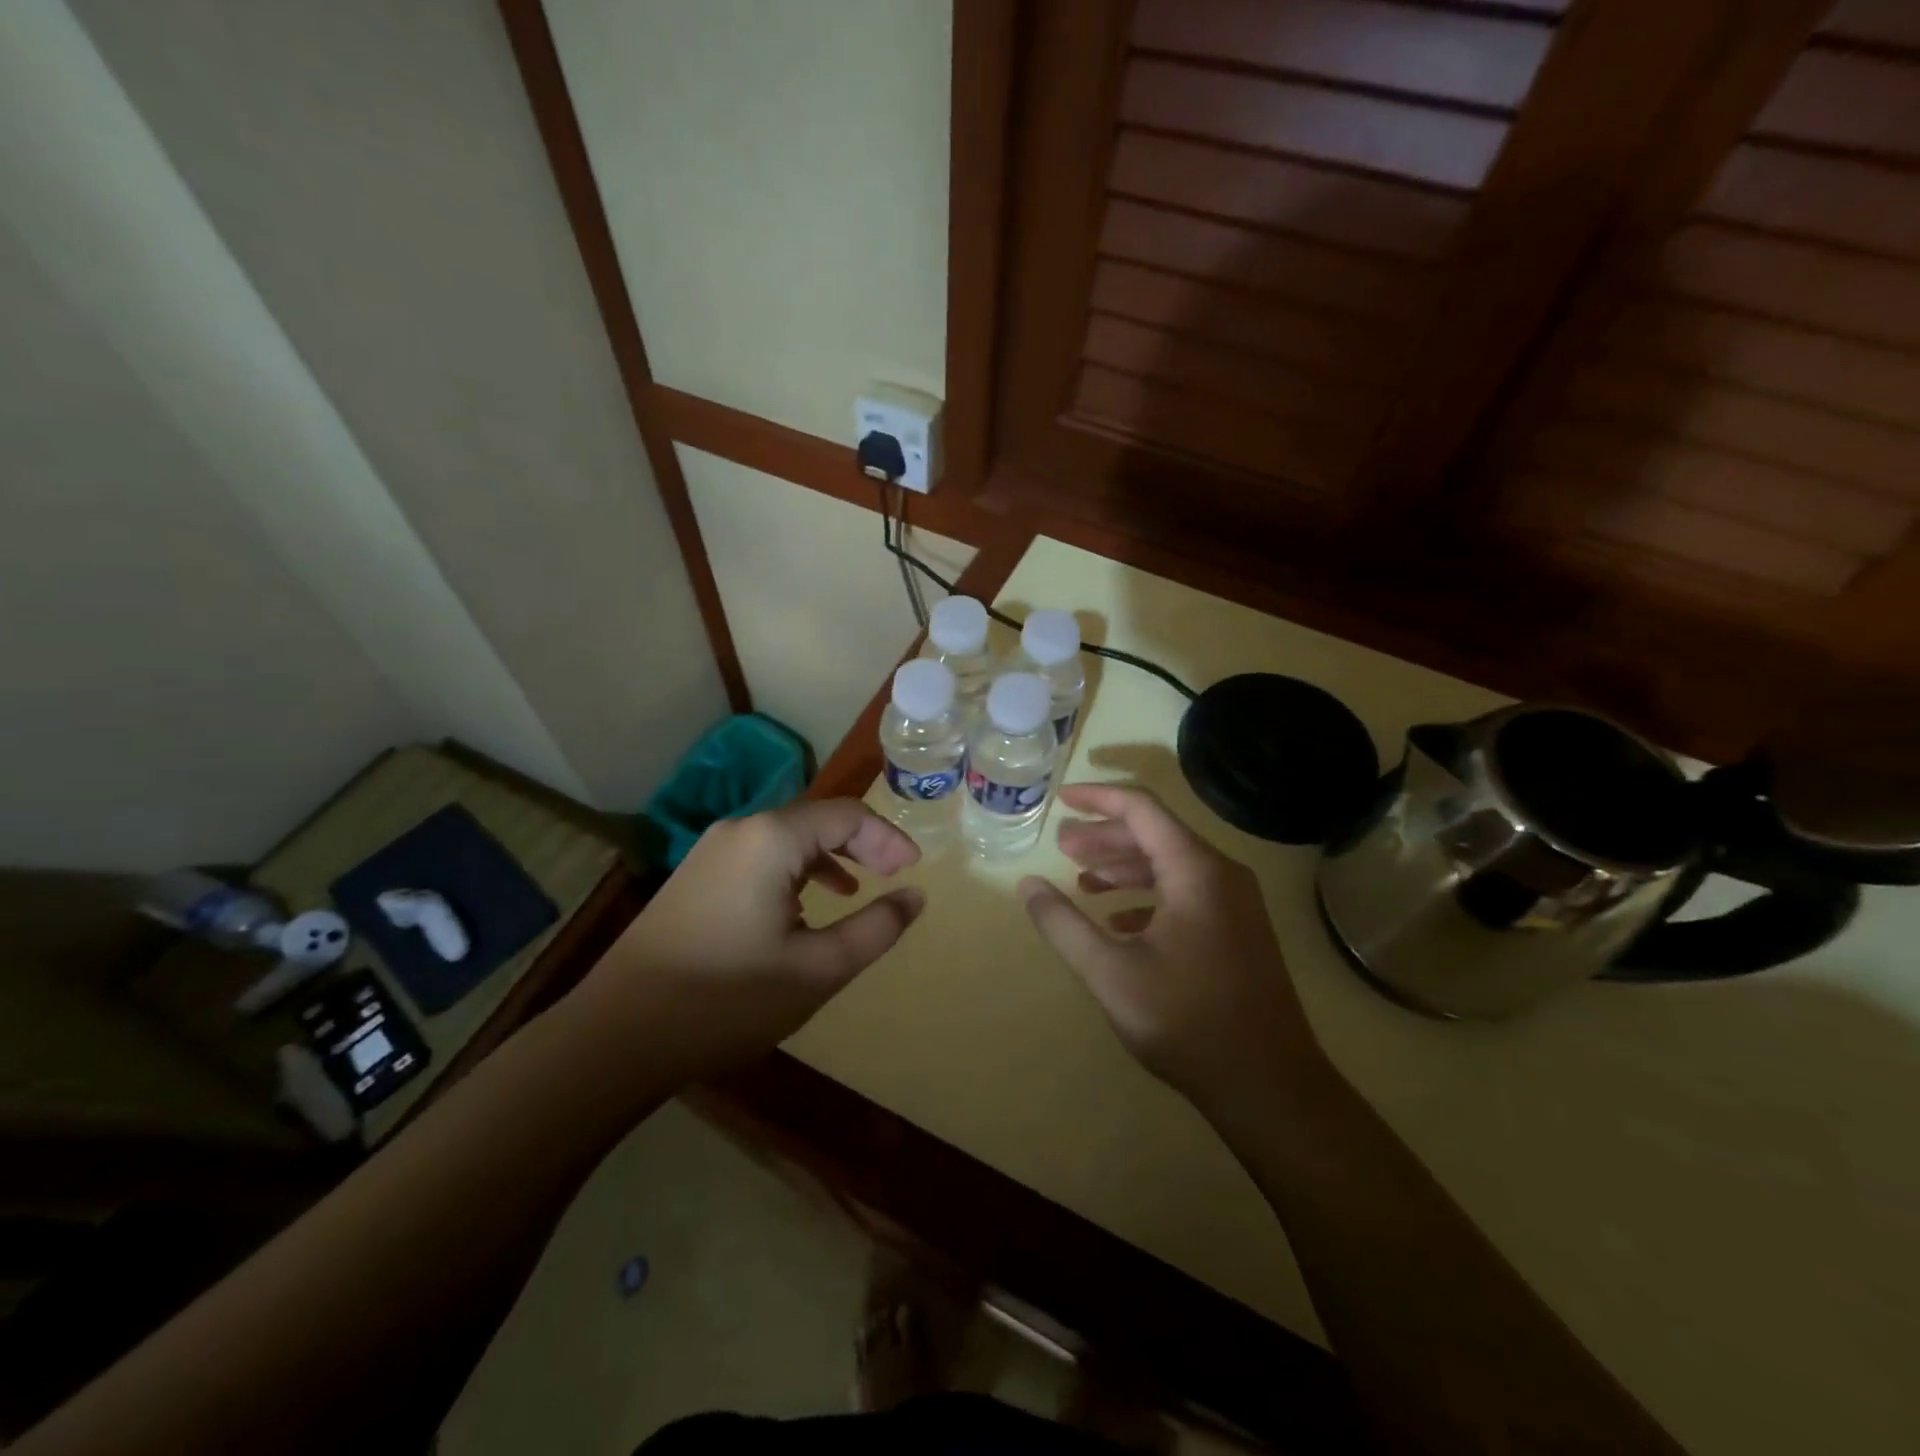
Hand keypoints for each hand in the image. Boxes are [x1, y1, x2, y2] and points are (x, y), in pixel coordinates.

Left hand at [580, 800, 924, 1077]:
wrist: (619, 1035)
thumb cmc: (728, 999)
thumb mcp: (818, 969)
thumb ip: (875, 928)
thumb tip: (915, 897)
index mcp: (770, 839)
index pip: (846, 815)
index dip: (888, 838)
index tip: (914, 871)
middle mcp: (740, 830)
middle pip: (816, 820)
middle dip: (861, 844)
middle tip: (893, 876)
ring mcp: (711, 852)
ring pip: (787, 839)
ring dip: (828, 857)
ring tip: (856, 890)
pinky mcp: (695, 877)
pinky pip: (760, 858)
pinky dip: (795, 872)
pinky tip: (802, 908)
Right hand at [1019, 784, 1332, 1114]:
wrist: (1269, 1086)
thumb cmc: (1186, 1020)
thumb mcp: (1110, 972)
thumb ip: (1063, 924)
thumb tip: (1027, 886)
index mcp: (1195, 870)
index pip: (1142, 810)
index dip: (1097, 799)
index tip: (1061, 800)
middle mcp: (1220, 875)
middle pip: (1156, 834)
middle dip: (1105, 836)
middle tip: (1062, 845)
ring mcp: (1235, 904)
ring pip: (1170, 865)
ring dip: (1124, 867)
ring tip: (1082, 880)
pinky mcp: (1237, 931)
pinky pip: (1185, 894)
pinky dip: (1147, 896)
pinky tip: (1118, 921)